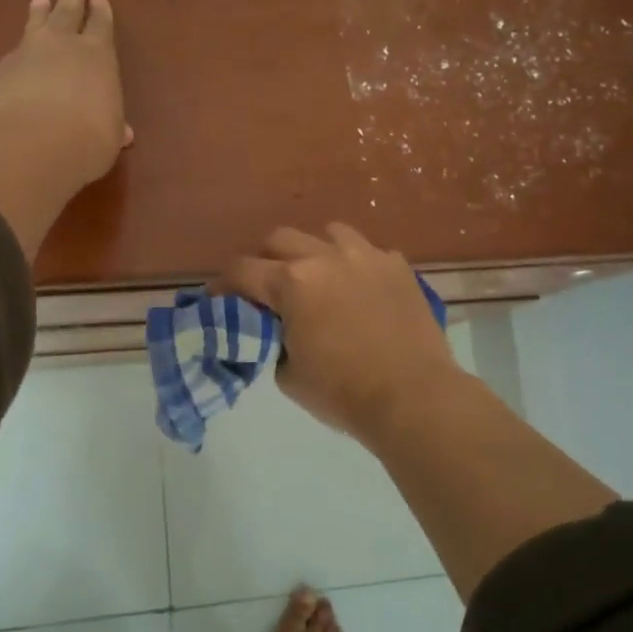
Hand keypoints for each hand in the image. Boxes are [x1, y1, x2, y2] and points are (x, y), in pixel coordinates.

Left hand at [0, 0, 131, 194]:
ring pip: (34, 26)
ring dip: (38, 14)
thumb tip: (123, 132)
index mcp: (98, 55)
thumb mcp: (110, 137)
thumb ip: (113, 128)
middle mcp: (62, 45)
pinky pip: (10, 58)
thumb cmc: (87, 138)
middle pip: (67, 13)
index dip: (101, 13)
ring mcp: (25, 55)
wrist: (29, 143)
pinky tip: (13, 62)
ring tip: (39, 2)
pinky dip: (15, 57)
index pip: (101, 25)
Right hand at [219, 224, 460, 441]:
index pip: (241, 270)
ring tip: (318, 278)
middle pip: (279, 239)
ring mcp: (366, 256)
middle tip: (267, 288)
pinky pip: (367, 251)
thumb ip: (273, 340)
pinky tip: (360, 290)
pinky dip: (355, 265)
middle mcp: (326, 257)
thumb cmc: (343, 393)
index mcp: (292, 283)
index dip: (223, 284)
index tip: (219, 298)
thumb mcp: (288, 375)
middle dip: (265, 261)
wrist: (413, 397)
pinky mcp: (398, 266)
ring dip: (314, 252)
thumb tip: (277, 329)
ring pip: (328, 234)